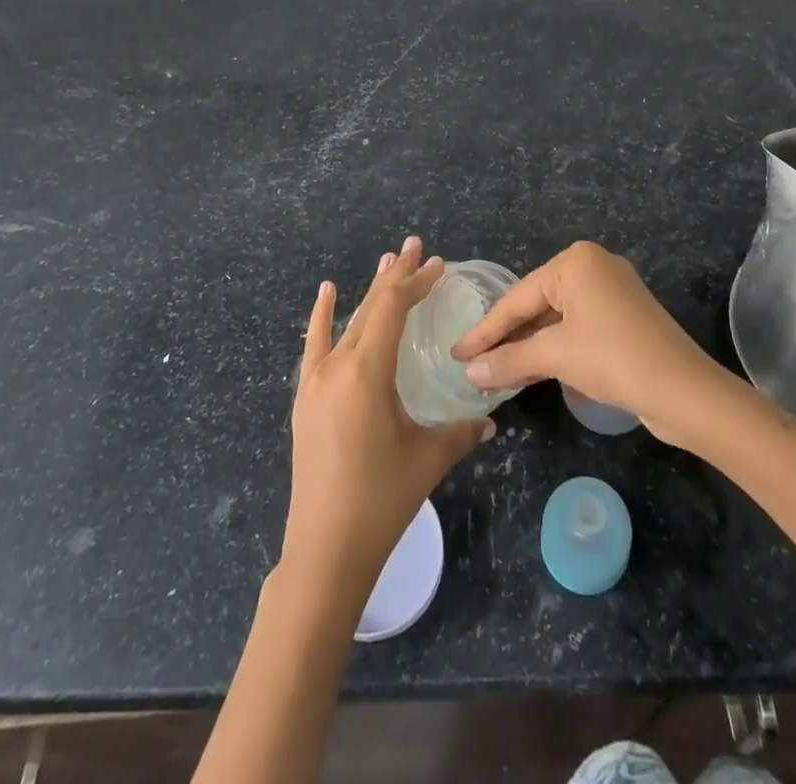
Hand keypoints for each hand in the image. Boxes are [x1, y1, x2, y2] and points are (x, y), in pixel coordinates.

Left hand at [283, 237, 493, 598]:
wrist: (324, 550)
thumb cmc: (380, 500)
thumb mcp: (428, 459)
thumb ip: (462, 432)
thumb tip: (490, 420)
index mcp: (367, 372)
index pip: (392, 309)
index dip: (415, 282)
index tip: (437, 263)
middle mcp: (337, 365)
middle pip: (370, 307)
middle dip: (396, 276)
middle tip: (415, 246)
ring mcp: (316, 380)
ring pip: (347, 322)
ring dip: (369, 292)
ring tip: (387, 262)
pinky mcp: (305, 398)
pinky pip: (314, 346)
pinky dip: (323, 316)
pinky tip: (327, 292)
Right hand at [451, 241, 725, 441]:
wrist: (684, 391)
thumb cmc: (613, 358)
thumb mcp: (555, 356)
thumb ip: (508, 360)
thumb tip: (468, 372)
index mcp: (575, 261)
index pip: (518, 297)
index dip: (485, 329)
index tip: (456, 352)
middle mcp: (594, 266)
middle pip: (536, 304)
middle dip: (507, 337)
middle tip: (473, 363)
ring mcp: (612, 291)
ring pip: (556, 318)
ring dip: (529, 346)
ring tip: (496, 372)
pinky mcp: (624, 317)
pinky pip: (577, 327)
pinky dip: (554, 347)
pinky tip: (533, 370)